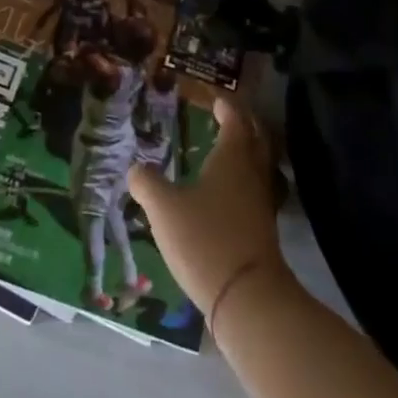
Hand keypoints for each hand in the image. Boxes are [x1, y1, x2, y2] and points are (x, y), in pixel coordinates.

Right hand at [129, 94, 285, 316]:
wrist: (247, 297)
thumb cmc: (205, 239)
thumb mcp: (164, 209)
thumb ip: (147, 184)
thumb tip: (135, 168)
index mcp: (232, 158)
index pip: (235, 120)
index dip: (227, 107)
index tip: (217, 99)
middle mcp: (252, 174)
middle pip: (256, 140)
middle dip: (243, 125)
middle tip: (227, 119)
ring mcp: (262, 203)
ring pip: (259, 166)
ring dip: (247, 154)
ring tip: (226, 153)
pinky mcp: (263, 230)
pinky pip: (256, 192)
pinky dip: (244, 182)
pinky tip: (227, 195)